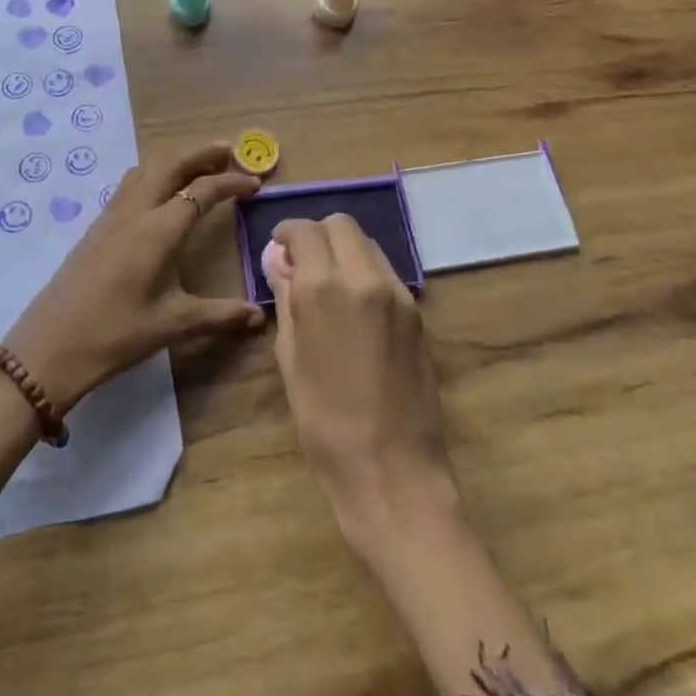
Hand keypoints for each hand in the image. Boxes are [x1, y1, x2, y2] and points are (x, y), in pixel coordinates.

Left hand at [3, 142, 263, 414]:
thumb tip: (260, 316)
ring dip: (175, 160)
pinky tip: (159, 193)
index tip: (255, 183)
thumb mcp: (173, 325)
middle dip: (202, 154)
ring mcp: (112, 215)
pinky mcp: (97, 226)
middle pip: (171, 165)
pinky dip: (153, 174)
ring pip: (147, 169)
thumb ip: (220, 315)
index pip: (203, 191)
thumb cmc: (116, 334)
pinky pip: (130, 183)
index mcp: (160, 229)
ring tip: (198, 165)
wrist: (49, 346)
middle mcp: (136, 211)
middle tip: (229, 151)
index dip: (232, 183)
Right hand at [265, 215, 459, 552]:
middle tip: (303, 264)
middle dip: (318, 235)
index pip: (305, 230)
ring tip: (330, 286)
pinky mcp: (416, 311)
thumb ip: (286, 299)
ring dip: (344, 251)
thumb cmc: (325, 422)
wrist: (392, 470)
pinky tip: (356, 308)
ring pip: (367, 244)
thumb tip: (279, 262)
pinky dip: (365, 272)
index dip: (288, 233)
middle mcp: (363, 277)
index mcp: (323, 288)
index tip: (280, 248)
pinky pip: (385, 272)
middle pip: (342, 225)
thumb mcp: (290, 359)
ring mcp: (396, 292)